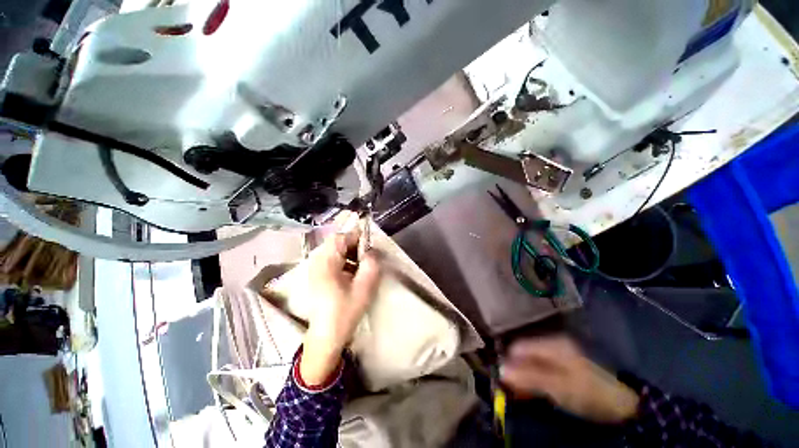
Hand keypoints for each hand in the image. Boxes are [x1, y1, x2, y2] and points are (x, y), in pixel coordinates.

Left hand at [300, 213, 380, 385]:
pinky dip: (344, 261)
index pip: (340, 238)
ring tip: (362, 265)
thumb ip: (371, 265)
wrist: (326, 337)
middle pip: (336, 242)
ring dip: (350, 253)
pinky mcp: (317, 275)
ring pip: (335, 250)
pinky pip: (332, 259)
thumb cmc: (345, 312)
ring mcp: (315, 269)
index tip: (370, 244)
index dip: (356, 236)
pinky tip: (352, 273)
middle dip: (354, 245)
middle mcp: (317, 262)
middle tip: (367, 256)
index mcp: (326, 263)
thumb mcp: (364, 288)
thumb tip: (372, 251)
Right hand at [500, 337, 639, 423]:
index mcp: (551, 344)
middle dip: (516, 369)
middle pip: (524, 352)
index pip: (519, 346)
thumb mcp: (558, 387)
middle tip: (512, 389)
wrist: (620, 404)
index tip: (504, 380)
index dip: (509, 361)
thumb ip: (529, 377)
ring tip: (522, 392)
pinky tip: (535, 389)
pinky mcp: (562, 363)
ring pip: (531, 360)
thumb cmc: (588, 393)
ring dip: (524, 375)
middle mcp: (552, 343)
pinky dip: (534, 377)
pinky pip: (540, 366)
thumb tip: (500, 370)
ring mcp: (558, 352)